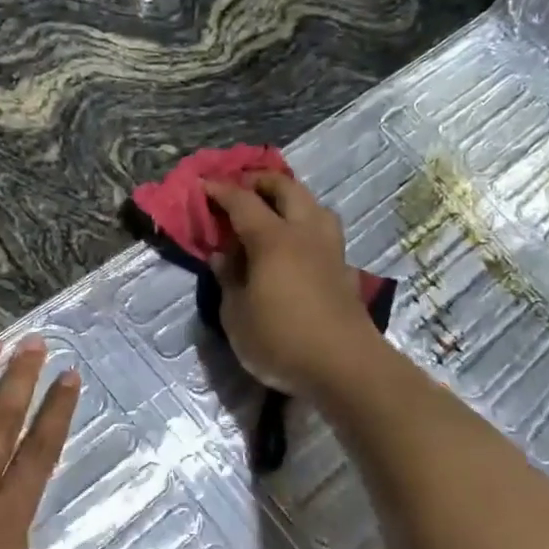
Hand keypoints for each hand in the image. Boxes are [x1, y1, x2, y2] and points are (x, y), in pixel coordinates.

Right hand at [205, 173, 381, 396]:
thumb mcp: (236, 316)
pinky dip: (308, 226)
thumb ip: (228, 280)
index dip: (221, 190)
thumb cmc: (281, 340)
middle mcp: (305, 234)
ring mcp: (330, 250)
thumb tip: (222, 256)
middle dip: (262, 181)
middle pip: (287, 189)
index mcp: (273, 239)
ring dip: (293, 199)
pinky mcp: (344, 270)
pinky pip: (325, 232)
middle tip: (242, 187)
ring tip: (275, 211)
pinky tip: (299, 245)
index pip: (243, 202)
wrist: (345, 367)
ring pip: (315, 206)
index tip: (203, 184)